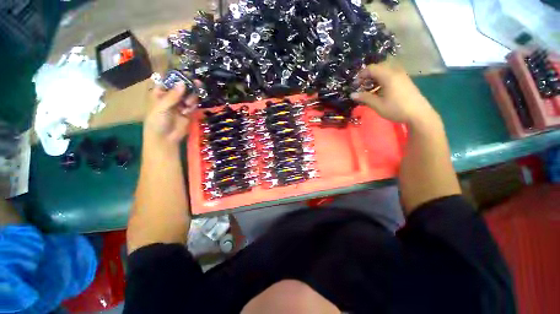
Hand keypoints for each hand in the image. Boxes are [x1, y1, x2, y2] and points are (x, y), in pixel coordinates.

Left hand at [144, 82, 198, 144]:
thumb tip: (183, 83)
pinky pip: (193, 105)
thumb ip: (172, 96)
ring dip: (192, 96)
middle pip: (181, 87)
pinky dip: (193, 105)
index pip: (168, 80)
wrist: (165, 138)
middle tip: (197, 82)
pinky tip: (189, 109)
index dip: (176, 76)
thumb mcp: (161, 107)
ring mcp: (180, 104)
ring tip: (191, 100)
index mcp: (160, 93)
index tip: (185, 73)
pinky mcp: (188, 112)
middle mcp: (171, 96)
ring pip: (189, 95)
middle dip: (188, 85)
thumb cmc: (157, 121)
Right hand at [351, 63, 437, 124]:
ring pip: (385, 71)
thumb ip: (365, 98)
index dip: (360, 75)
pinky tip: (379, 90)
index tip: (355, 85)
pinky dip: (382, 79)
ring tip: (369, 89)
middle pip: (378, 67)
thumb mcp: (378, 105)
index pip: (371, 68)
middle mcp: (395, 72)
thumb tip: (352, 94)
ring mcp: (401, 75)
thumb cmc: (396, 109)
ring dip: (374, 78)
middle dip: (367, 75)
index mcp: (388, 76)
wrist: (418, 114)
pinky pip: (390, 74)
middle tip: (361, 86)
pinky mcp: (404, 80)